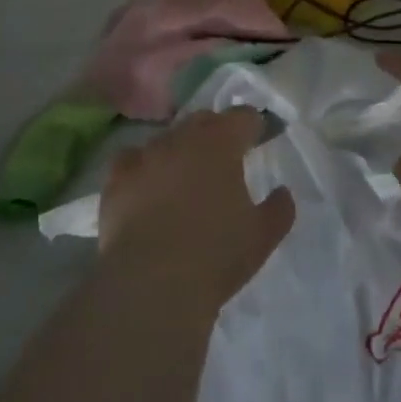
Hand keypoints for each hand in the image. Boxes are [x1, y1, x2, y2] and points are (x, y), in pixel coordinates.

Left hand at [99, 107, 295, 309]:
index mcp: (222, 141)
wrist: (150, 285)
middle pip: (204, 120)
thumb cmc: (215, 255)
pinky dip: (142, 166)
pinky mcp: (117, 178)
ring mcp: (146, 154)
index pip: (243, 116)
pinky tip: (145, 185)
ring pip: (167, 138)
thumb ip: (279, 209)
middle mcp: (183, 137)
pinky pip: (131, 159)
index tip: (258, 139)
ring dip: (179, 149)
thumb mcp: (262, 237)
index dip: (253, 126)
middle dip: (215, 132)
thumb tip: (283, 192)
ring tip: (183, 176)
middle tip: (223, 159)